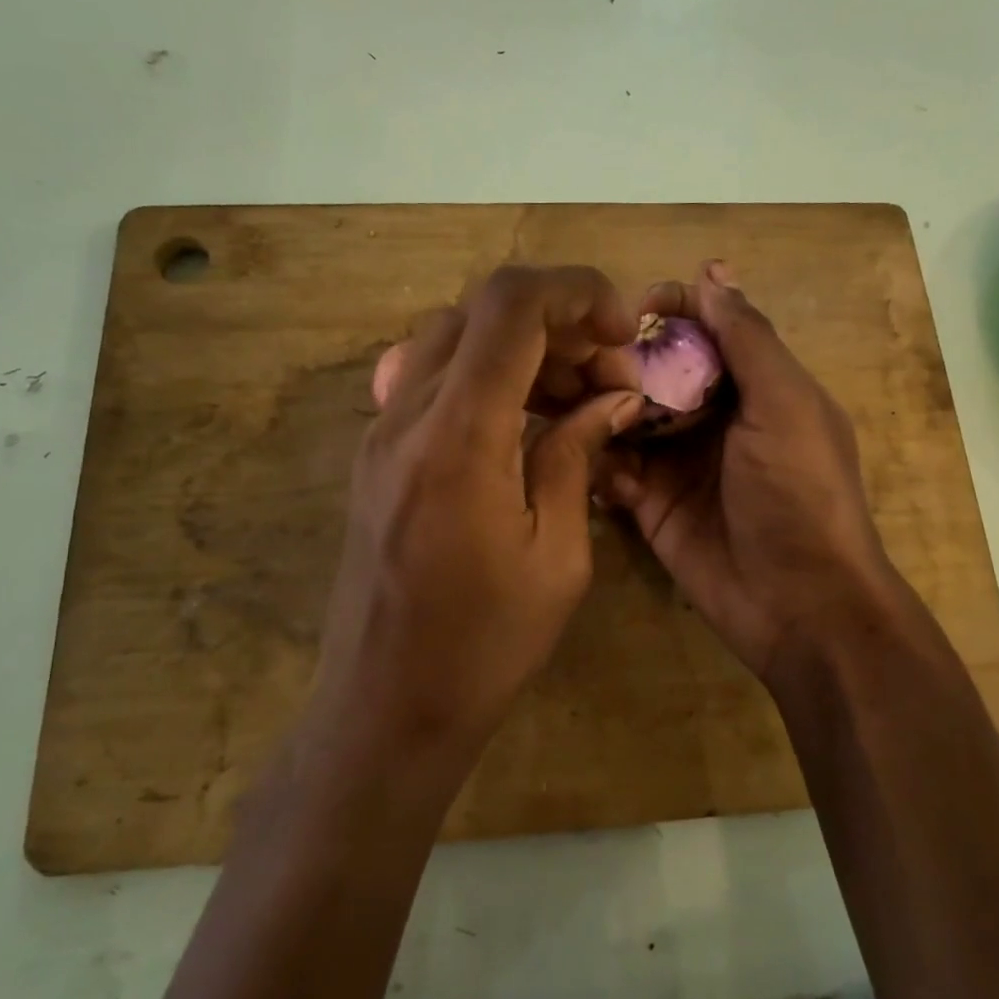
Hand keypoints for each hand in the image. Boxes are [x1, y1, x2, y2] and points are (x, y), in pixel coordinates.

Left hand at [313, 266, 644, 751]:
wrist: (385, 708)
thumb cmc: (484, 645)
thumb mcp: (557, 555)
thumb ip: (576, 455)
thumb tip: (611, 396)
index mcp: (458, 437)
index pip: (510, 306)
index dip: (575, 291)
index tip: (623, 329)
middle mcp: (407, 416)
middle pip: (480, 311)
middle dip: (558, 322)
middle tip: (608, 374)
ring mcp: (381, 432)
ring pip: (453, 338)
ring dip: (521, 347)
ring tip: (574, 396)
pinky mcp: (376, 455)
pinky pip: (430, 378)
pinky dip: (485, 374)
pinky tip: (522, 420)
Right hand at [598, 261, 909, 689]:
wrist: (798, 604)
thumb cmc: (801, 493)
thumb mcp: (784, 404)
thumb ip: (748, 338)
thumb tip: (714, 270)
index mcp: (754, 386)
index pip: (705, 329)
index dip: (671, 310)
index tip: (632, 308)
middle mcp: (713, 418)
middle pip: (657, 370)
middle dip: (622, 358)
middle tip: (583, 357)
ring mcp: (678, 463)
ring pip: (626, 416)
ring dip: (598, 404)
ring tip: (564, 397)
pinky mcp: (649, 505)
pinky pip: (612, 468)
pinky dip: (594, 457)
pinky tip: (578, 450)